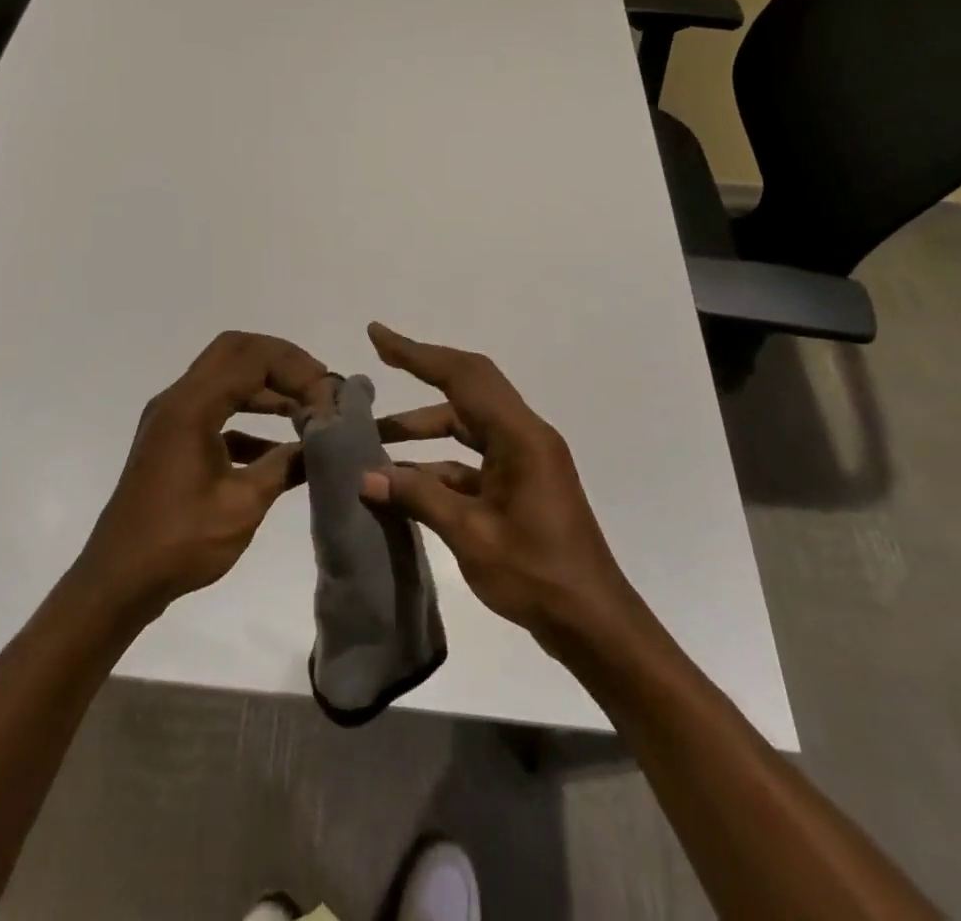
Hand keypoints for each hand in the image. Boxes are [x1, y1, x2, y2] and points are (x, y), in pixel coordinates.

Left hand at [73, 331, 327, 621]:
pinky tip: (280, 447)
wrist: (118, 581)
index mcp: (191, 406)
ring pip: (225, 377)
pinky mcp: (173, 439)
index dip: (294, 368)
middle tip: (317, 385)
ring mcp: (172, 418)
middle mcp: (178, 399)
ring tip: (307, 409)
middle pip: (235, 351)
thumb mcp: (242, 505)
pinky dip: (249, 415)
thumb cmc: (180, 542)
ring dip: (266, 386)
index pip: (251, 358)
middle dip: (280, 361)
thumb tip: (324, 443)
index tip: (326, 394)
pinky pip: (216, 409)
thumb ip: (285, 466)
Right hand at [364, 322, 639, 647]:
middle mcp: (524, 435)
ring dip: (424, 426)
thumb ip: (418, 498)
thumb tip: (366, 477)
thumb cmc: (537, 575)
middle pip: (467, 386)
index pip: (462, 376)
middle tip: (378, 359)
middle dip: (422, 370)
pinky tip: (405, 482)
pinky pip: (473, 457)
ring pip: (467, 424)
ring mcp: (524, 459)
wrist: (594, 624)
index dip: (417, 353)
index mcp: (519, 436)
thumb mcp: (471, 535)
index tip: (377, 335)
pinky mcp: (521, 483)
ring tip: (375, 437)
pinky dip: (438, 462)